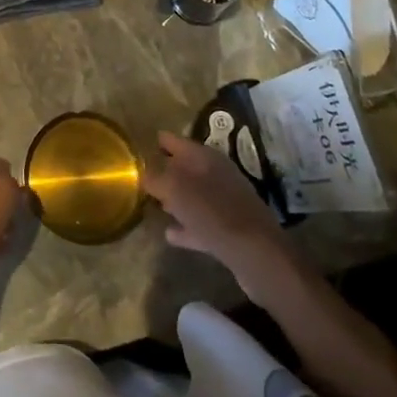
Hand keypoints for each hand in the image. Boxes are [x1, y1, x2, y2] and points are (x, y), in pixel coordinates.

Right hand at [143, 131, 289, 298]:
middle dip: (165, 171)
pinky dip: (187, 226)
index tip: (138, 149)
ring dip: (176, 200)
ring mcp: (226, 202)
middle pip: (185, 168)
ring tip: (154, 205)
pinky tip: (170, 235)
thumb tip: (143, 173)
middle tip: (142, 178)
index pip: (175, 141)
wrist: (258, 255)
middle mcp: (217, 174)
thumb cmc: (213, 213)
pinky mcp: (231, 229)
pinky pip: (201, 223)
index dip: (157, 142)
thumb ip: (155, 178)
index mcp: (205, 157)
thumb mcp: (176, 190)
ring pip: (194, 195)